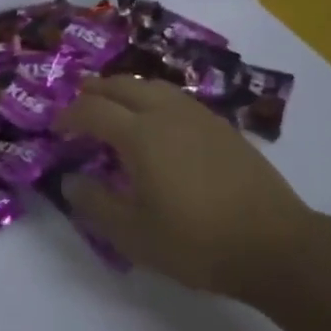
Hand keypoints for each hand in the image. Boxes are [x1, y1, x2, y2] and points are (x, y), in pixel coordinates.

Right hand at [56, 76, 314, 298]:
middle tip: (80, 105)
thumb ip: (95, 204)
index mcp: (140, 134)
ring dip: (126, 90)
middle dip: (95, 91)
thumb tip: (71, 180)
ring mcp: (198, 116)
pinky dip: (154, 100)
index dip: (69, 116)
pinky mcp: (222, 127)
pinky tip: (159, 122)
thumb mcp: (134, 234)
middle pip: (122, 86)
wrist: (274, 244)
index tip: (56, 128)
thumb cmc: (196, 242)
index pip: (93, 110)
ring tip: (116, 106)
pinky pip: (176, 99)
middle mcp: (166, 113)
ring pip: (152, 86)